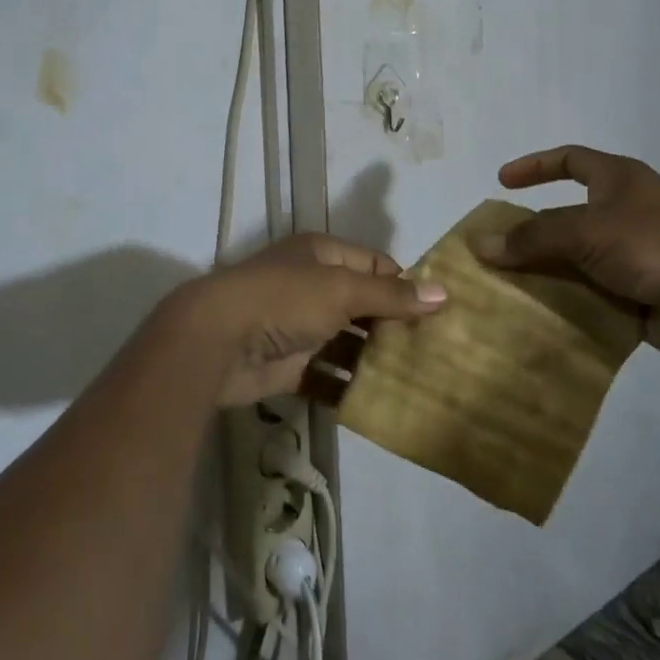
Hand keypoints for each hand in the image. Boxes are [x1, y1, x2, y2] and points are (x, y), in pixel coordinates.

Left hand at [158, 234, 445, 405]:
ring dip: (374, 360)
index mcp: (322, 254)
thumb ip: (391, 294)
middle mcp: (312, 286)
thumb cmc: (284, 300)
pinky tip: (379, 404)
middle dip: (394, 326)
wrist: (217, 341)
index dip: (405, 284)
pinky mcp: (289, 365)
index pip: (375, 264)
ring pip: (347, 342)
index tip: (439, 313)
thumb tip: (443, 293)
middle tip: (436, 352)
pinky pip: (328, 375)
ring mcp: (300, 327)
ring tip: (417, 381)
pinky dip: (348, 388)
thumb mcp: (342, 290)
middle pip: (363, 305)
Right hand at [471, 145, 659, 359]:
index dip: (534, 167)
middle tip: (493, 250)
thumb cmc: (653, 244)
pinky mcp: (637, 294)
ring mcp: (632, 255)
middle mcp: (624, 212)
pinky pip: (590, 294)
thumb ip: (531, 238)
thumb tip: (479, 243)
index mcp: (617, 181)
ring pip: (575, 260)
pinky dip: (566, 303)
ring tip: (503, 288)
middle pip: (566, 217)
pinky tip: (535, 316)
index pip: (569, 160)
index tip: (501, 182)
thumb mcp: (584, 231)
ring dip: (545, 273)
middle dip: (531, 234)